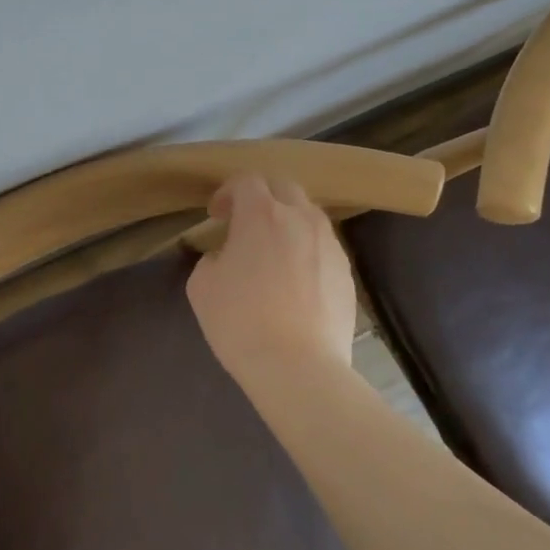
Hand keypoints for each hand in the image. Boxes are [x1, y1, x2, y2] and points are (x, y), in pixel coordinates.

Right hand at [186, 174, 359, 387]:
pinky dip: (306, 249)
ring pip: (309, 215)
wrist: (298, 367)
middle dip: (262, 196)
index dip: (227, 192)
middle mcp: (300, 219)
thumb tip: (226, 257)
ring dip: (288, 221)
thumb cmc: (240, 321)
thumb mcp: (202, 285)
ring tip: (273, 250)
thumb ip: (212, 258)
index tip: (216, 214)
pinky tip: (294, 279)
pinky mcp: (347, 273)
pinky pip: (323, 246)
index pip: (246, 181)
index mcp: (261, 214)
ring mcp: (329, 245)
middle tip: (245, 222)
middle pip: (284, 187)